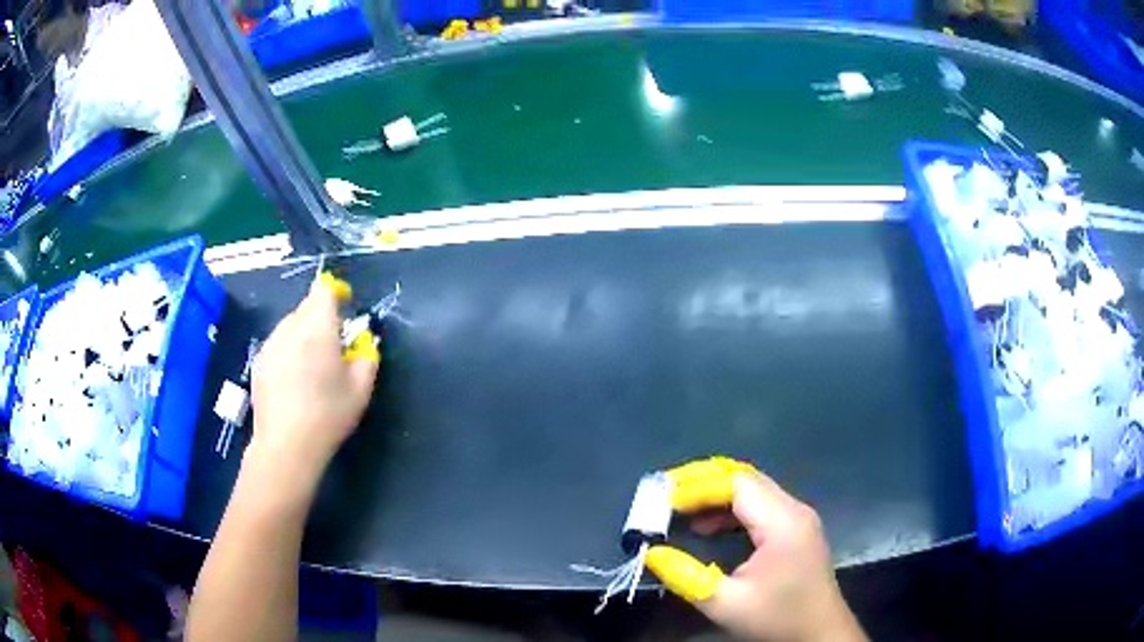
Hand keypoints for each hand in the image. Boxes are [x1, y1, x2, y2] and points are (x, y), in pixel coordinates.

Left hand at [248, 277, 378, 487]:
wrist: (286, 445)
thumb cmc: (328, 415)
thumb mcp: (361, 389)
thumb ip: (367, 356)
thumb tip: (363, 342)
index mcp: (317, 328)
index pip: (323, 291)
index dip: (336, 295)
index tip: (345, 315)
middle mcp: (289, 328)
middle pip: (306, 306)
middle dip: (321, 318)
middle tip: (333, 348)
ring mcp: (270, 344)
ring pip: (290, 325)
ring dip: (303, 334)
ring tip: (312, 367)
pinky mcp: (258, 362)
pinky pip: (277, 344)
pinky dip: (288, 351)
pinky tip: (293, 381)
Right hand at [646, 459, 865, 641]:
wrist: (820, 634)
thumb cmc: (777, 619)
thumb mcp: (725, 604)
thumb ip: (686, 576)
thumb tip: (652, 553)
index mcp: (782, 522)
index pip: (737, 484)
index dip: (698, 486)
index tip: (663, 499)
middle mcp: (794, 510)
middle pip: (746, 480)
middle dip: (704, 483)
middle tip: (666, 494)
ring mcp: (799, 518)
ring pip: (754, 491)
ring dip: (717, 496)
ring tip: (681, 510)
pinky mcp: (797, 530)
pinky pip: (761, 507)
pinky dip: (732, 511)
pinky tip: (710, 528)